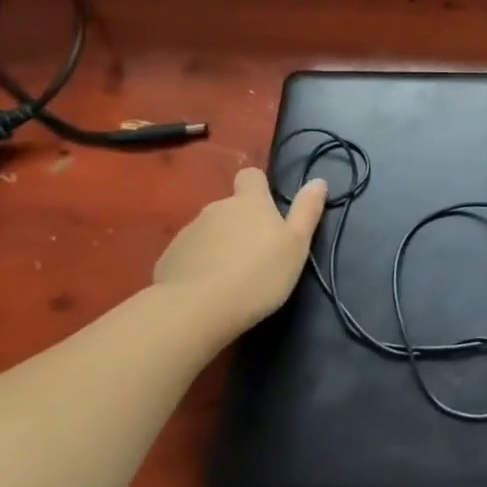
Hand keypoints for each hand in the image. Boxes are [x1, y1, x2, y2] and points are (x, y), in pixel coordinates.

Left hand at [154, 168, 327, 336]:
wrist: (197, 309)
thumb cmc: (259, 274)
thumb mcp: (296, 244)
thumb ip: (307, 211)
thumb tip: (318, 180)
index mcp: (249, 202)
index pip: (251, 176)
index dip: (258, 187)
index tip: (266, 209)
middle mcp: (217, 208)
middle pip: (230, 208)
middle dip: (239, 224)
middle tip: (254, 255)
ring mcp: (189, 232)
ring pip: (209, 231)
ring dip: (218, 245)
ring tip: (229, 277)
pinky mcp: (168, 258)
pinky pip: (189, 255)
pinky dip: (197, 266)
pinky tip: (205, 290)